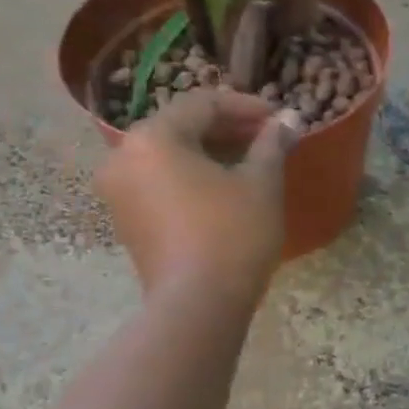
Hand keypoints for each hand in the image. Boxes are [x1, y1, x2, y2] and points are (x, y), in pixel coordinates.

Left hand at [95, 90, 292, 299]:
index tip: (280, 119)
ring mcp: (119, 191)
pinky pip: (161, 181)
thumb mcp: (261, 183)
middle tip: (269, 139)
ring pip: (170, 155)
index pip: (203, 104)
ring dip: (211, 152)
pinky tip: (226, 189)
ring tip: (252, 164)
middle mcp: (123, 157)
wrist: (197, 305)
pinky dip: (193, 176)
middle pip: (181, 126)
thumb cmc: (233, 233)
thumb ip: (272, 143)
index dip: (247, 107)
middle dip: (228, 129)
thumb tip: (289, 119)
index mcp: (153, 138)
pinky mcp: (127, 220)